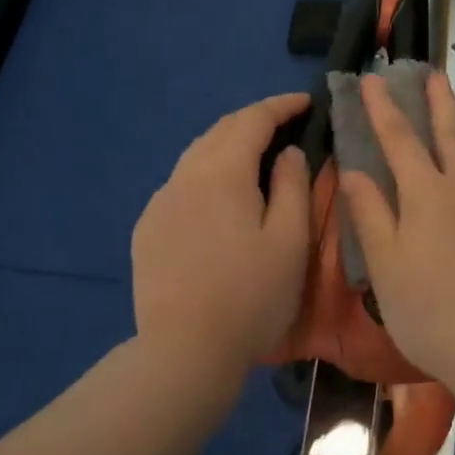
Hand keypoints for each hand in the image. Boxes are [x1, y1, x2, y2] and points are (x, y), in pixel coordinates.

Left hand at [132, 93, 311, 385]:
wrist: (184, 352)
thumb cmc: (251, 296)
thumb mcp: (290, 240)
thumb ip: (293, 185)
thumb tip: (288, 153)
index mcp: (222, 172)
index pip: (253, 119)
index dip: (281, 106)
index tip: (306, 102)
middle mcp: (184, 176)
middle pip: (220, 131)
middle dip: (254, 120)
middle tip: (285, 124)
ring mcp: (160, 202)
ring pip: (196, 156)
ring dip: (228, 145)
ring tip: (255, 156)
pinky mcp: (147, 229)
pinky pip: (181, 184)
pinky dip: (206, 174)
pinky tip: (219, 198)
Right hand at [337, 72, 454, 384]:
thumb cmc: (431, 312)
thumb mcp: (386, 266)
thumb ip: (370, 213)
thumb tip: (353, 171)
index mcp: (428, 194)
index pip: (399, 138)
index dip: (384, 106)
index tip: (374, 77)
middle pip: (452, 132)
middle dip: (439, 100)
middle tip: (433, 73)